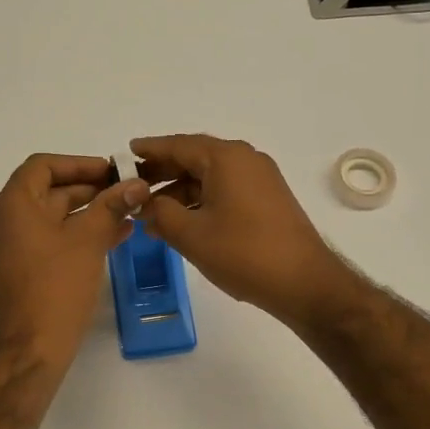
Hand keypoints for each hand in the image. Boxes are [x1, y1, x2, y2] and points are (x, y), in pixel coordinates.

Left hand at [0, 154, 149, 369]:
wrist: (31, 349)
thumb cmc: (56, 287)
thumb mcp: (88, 240)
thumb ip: (111, 206)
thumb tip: (137, 184)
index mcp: (14, 205)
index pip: (43, 166)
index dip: (79, 163)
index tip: (111, 171)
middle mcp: (6, 221)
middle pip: (49, 190)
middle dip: (90, 188)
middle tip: (127, 191)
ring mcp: (13, 248)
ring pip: (54, 218)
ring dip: (89, 212)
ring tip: (129, 214)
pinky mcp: (23, 270)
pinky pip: (52, 241)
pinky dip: (79, 235)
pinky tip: (115, 237)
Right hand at [131, 135, 356, 329]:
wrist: (304, 283)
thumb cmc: (244, 253)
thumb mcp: (191, 234)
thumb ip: (160, 213)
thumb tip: (145, 203)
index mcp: (226, 158)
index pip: (178, 145)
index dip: (149, 149)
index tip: (125, 153)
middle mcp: (245, 160)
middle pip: (195, 158)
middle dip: (162, 173)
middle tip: (132, 187)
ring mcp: (260, 179)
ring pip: (210, 177)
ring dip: (180, 192)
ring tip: (151, 214)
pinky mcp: (267, 200)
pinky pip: (225, 191)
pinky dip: (201, 201)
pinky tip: (181, 223)